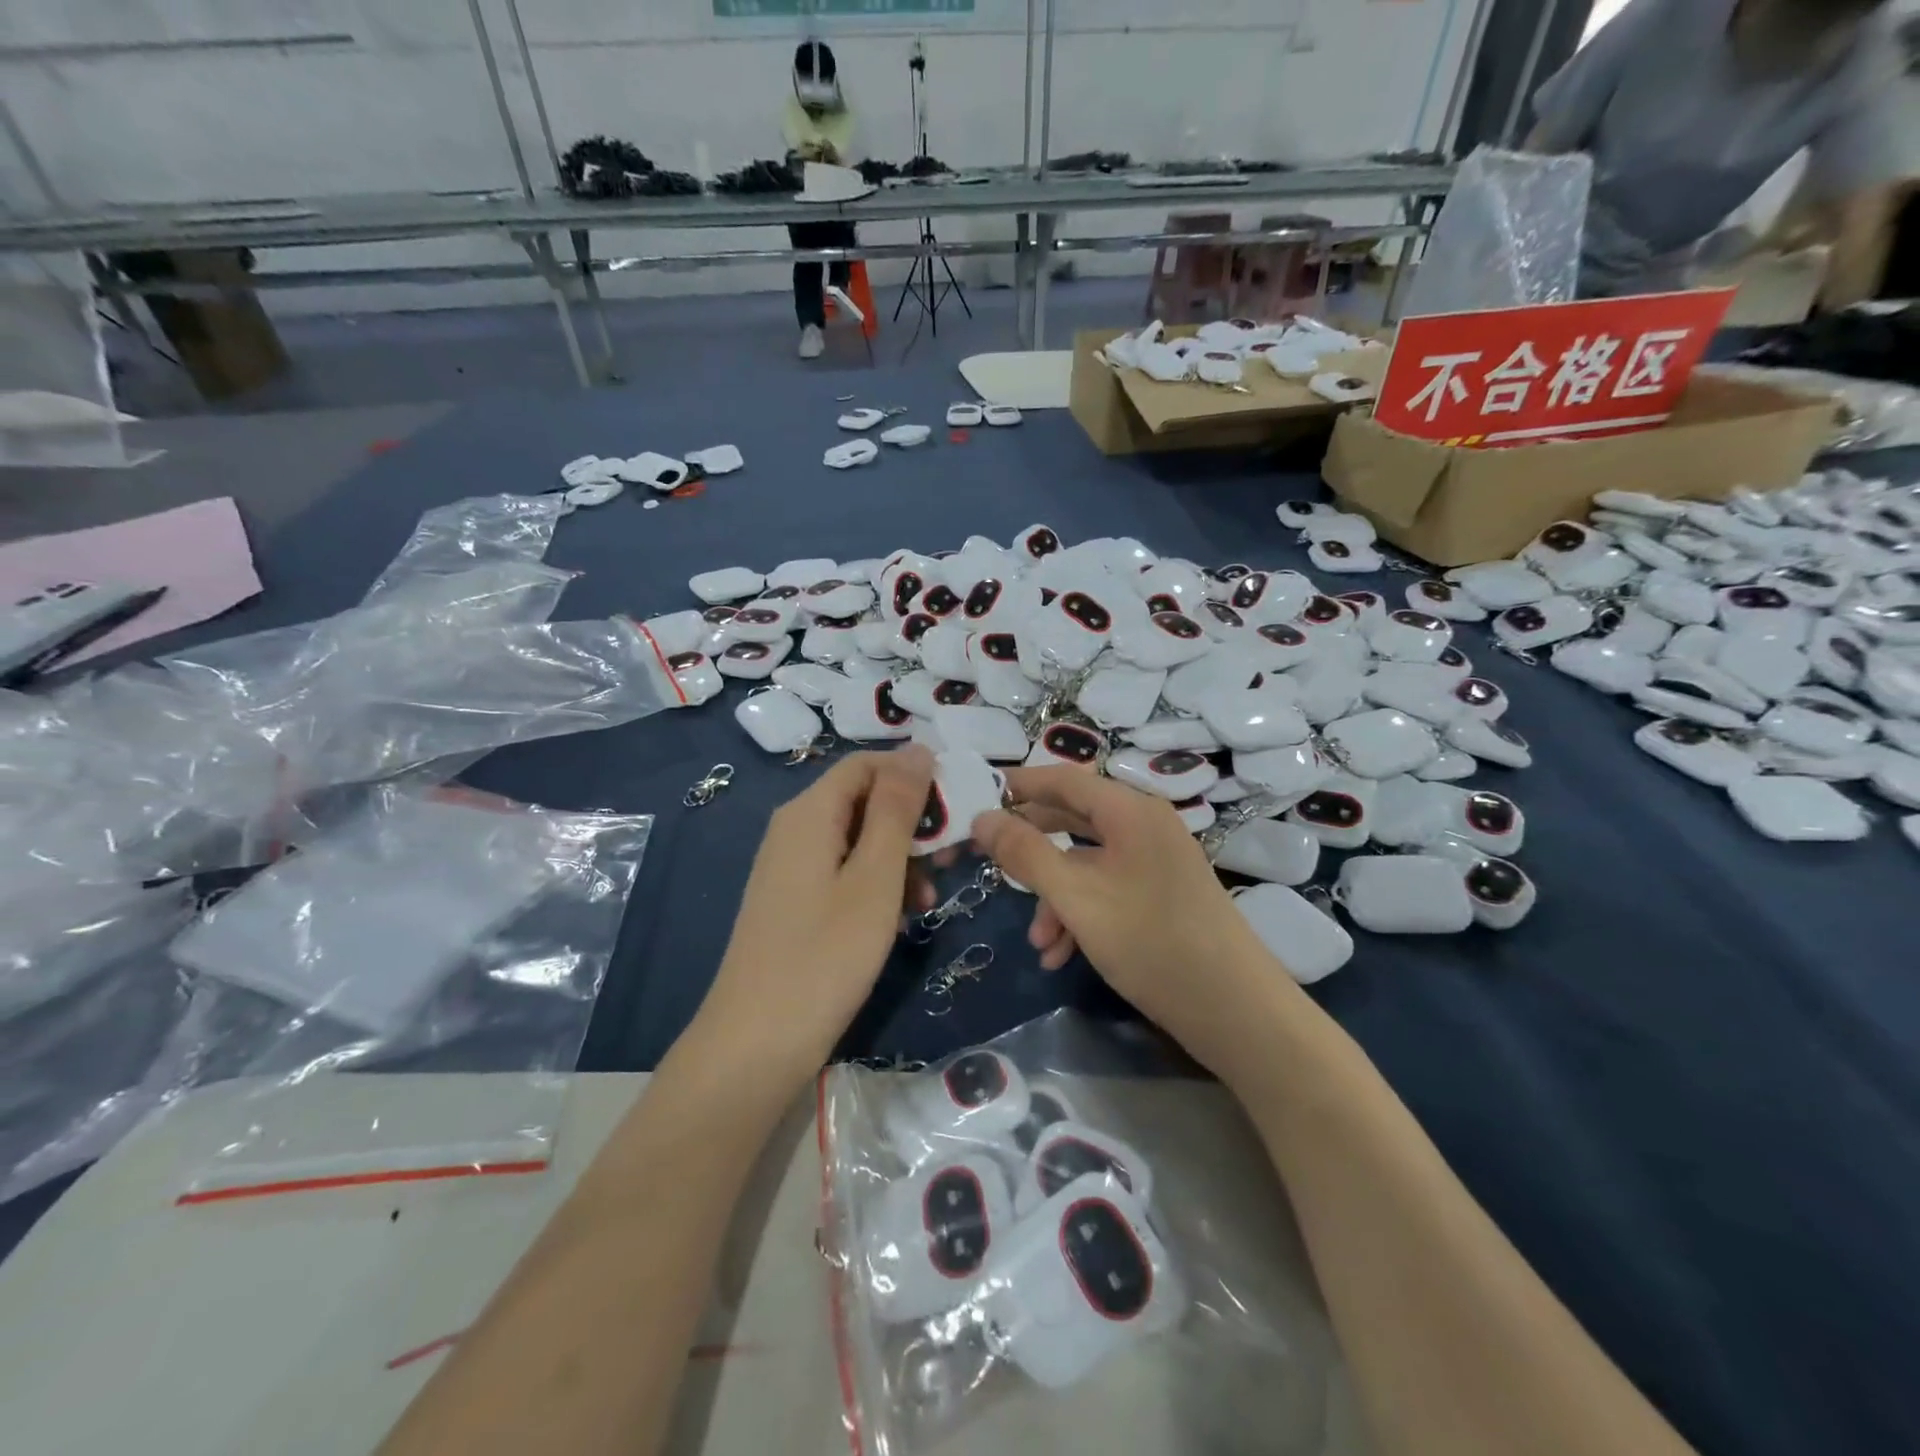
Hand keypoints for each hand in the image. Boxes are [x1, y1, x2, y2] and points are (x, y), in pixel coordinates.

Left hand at [694, 746, 934, 1080]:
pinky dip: (877, 882)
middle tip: (953, 855)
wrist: (756, 1043)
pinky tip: (901, 916)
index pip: (867, 764)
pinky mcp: (794, 899)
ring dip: (900, 857)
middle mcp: (795, 828)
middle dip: (912, 822)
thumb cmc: (825, 954)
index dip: (913, 775)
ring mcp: (791, 866)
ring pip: (858, 838)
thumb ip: (898, 809)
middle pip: (863, 799)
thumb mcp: (875, 877)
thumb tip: (918, 749)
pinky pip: (843, 870)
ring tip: (930, 897)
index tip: (955, 808)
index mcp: (809, 812)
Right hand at [970, 768, 1280, 1062]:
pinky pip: (1108, 889)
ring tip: (1037, 941)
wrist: (1235, 1010)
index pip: (1064, 779)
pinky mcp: (1162, 896)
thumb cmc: (1151, 941)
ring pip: (1087, 863)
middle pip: (1073, 819)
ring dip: (1054, 896)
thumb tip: (981, 819)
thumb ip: (1025, 853)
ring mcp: (1156, 862)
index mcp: (1130, 811)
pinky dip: (1080, 914)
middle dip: (1031, 848)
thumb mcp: (1076, 896)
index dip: (1019, 785)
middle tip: (989, 862)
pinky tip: (1061, 955)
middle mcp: (1145, 826)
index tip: (977, 798)